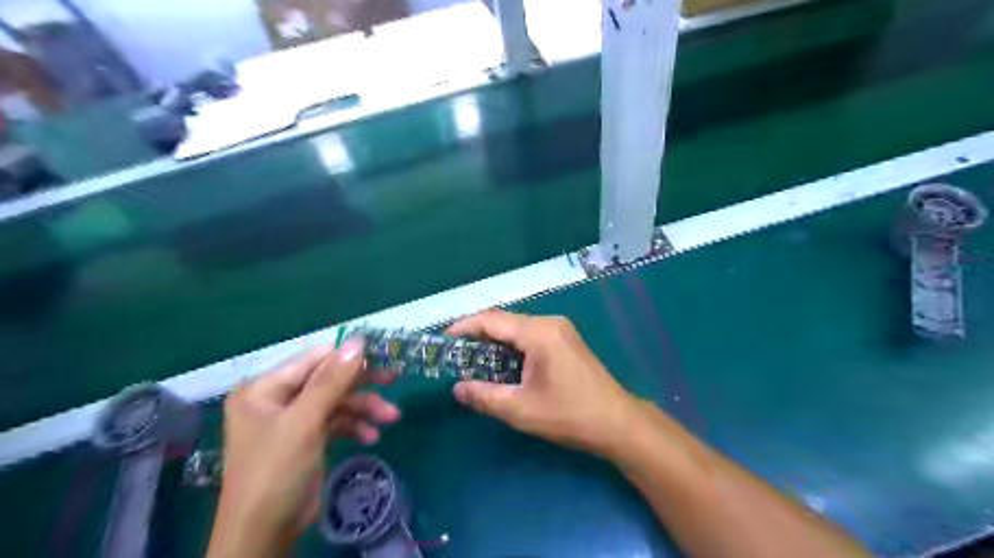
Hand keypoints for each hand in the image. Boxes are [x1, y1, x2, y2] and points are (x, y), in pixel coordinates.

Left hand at [207, 341, 398, 557]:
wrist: (264, 533)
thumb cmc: (276, 471)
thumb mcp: (305, 422)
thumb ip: (332, 380)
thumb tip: (359, 342)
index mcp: (265, 388)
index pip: (314, 360)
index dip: (347, 356)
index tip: (381, 355)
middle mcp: (277, 399)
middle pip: (328, 380)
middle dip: (361, 385)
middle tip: (394, 379)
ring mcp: (293, 419)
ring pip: (337, 402)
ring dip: (364, 408)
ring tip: (391, 417)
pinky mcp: (307, 438)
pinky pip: (336, 422)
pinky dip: (355, 426)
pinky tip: (372, 437)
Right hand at [446, 310, 639, 457]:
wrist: (616, 422)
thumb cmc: (568, 415)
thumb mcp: (520, 409)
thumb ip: (484, 396)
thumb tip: (457, 388)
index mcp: (538, 332)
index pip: (492, 319)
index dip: (464, 327)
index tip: (443, 340)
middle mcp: (549, 323)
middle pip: (505, 321)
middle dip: (478, 336)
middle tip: (456, 355)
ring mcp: (560, 330)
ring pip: (517, 328)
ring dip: (495, 342)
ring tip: (474, 362)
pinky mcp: (566, 341)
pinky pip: (531, 336)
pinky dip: (512, 347)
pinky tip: (502, 365)